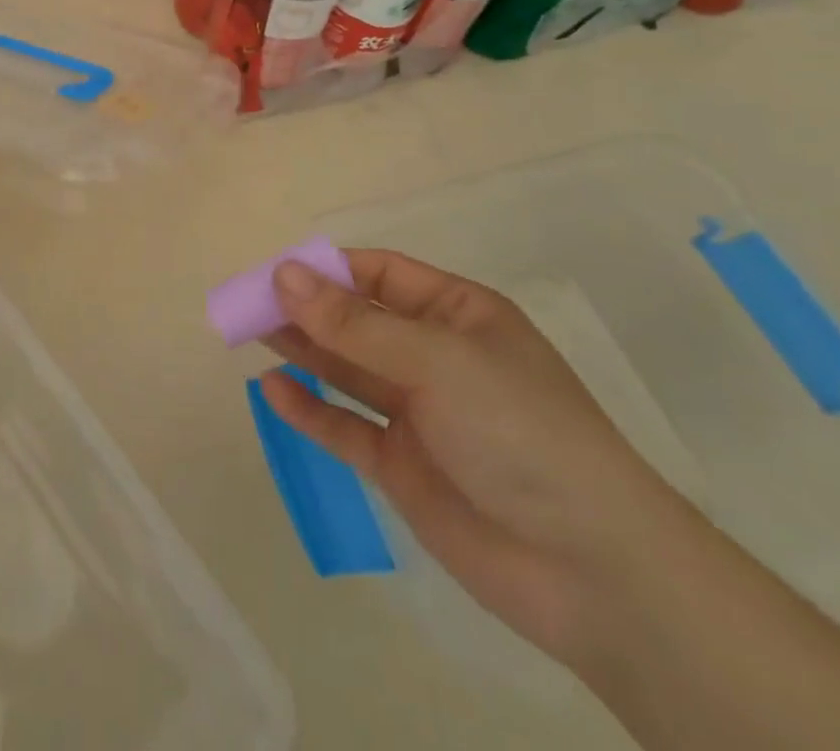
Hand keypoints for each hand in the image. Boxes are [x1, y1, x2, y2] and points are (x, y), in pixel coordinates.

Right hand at [261, 249, 699, 670]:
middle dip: (305, 309)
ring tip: (248, 333)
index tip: (276, 273)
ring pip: (346, 369)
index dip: (328, 269)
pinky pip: (346, 427)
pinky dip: (310, 410)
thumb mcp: (436, 361)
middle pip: (356, 320)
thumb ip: (354, 324)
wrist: (592, 571)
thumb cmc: (520, 431)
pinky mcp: (403, 466)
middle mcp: (435, 356)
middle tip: (246, 304)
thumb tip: (283, 275)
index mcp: (459, 315)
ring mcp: (418, 413)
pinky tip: (272, 391)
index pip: (381, 274)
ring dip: (301, 351)